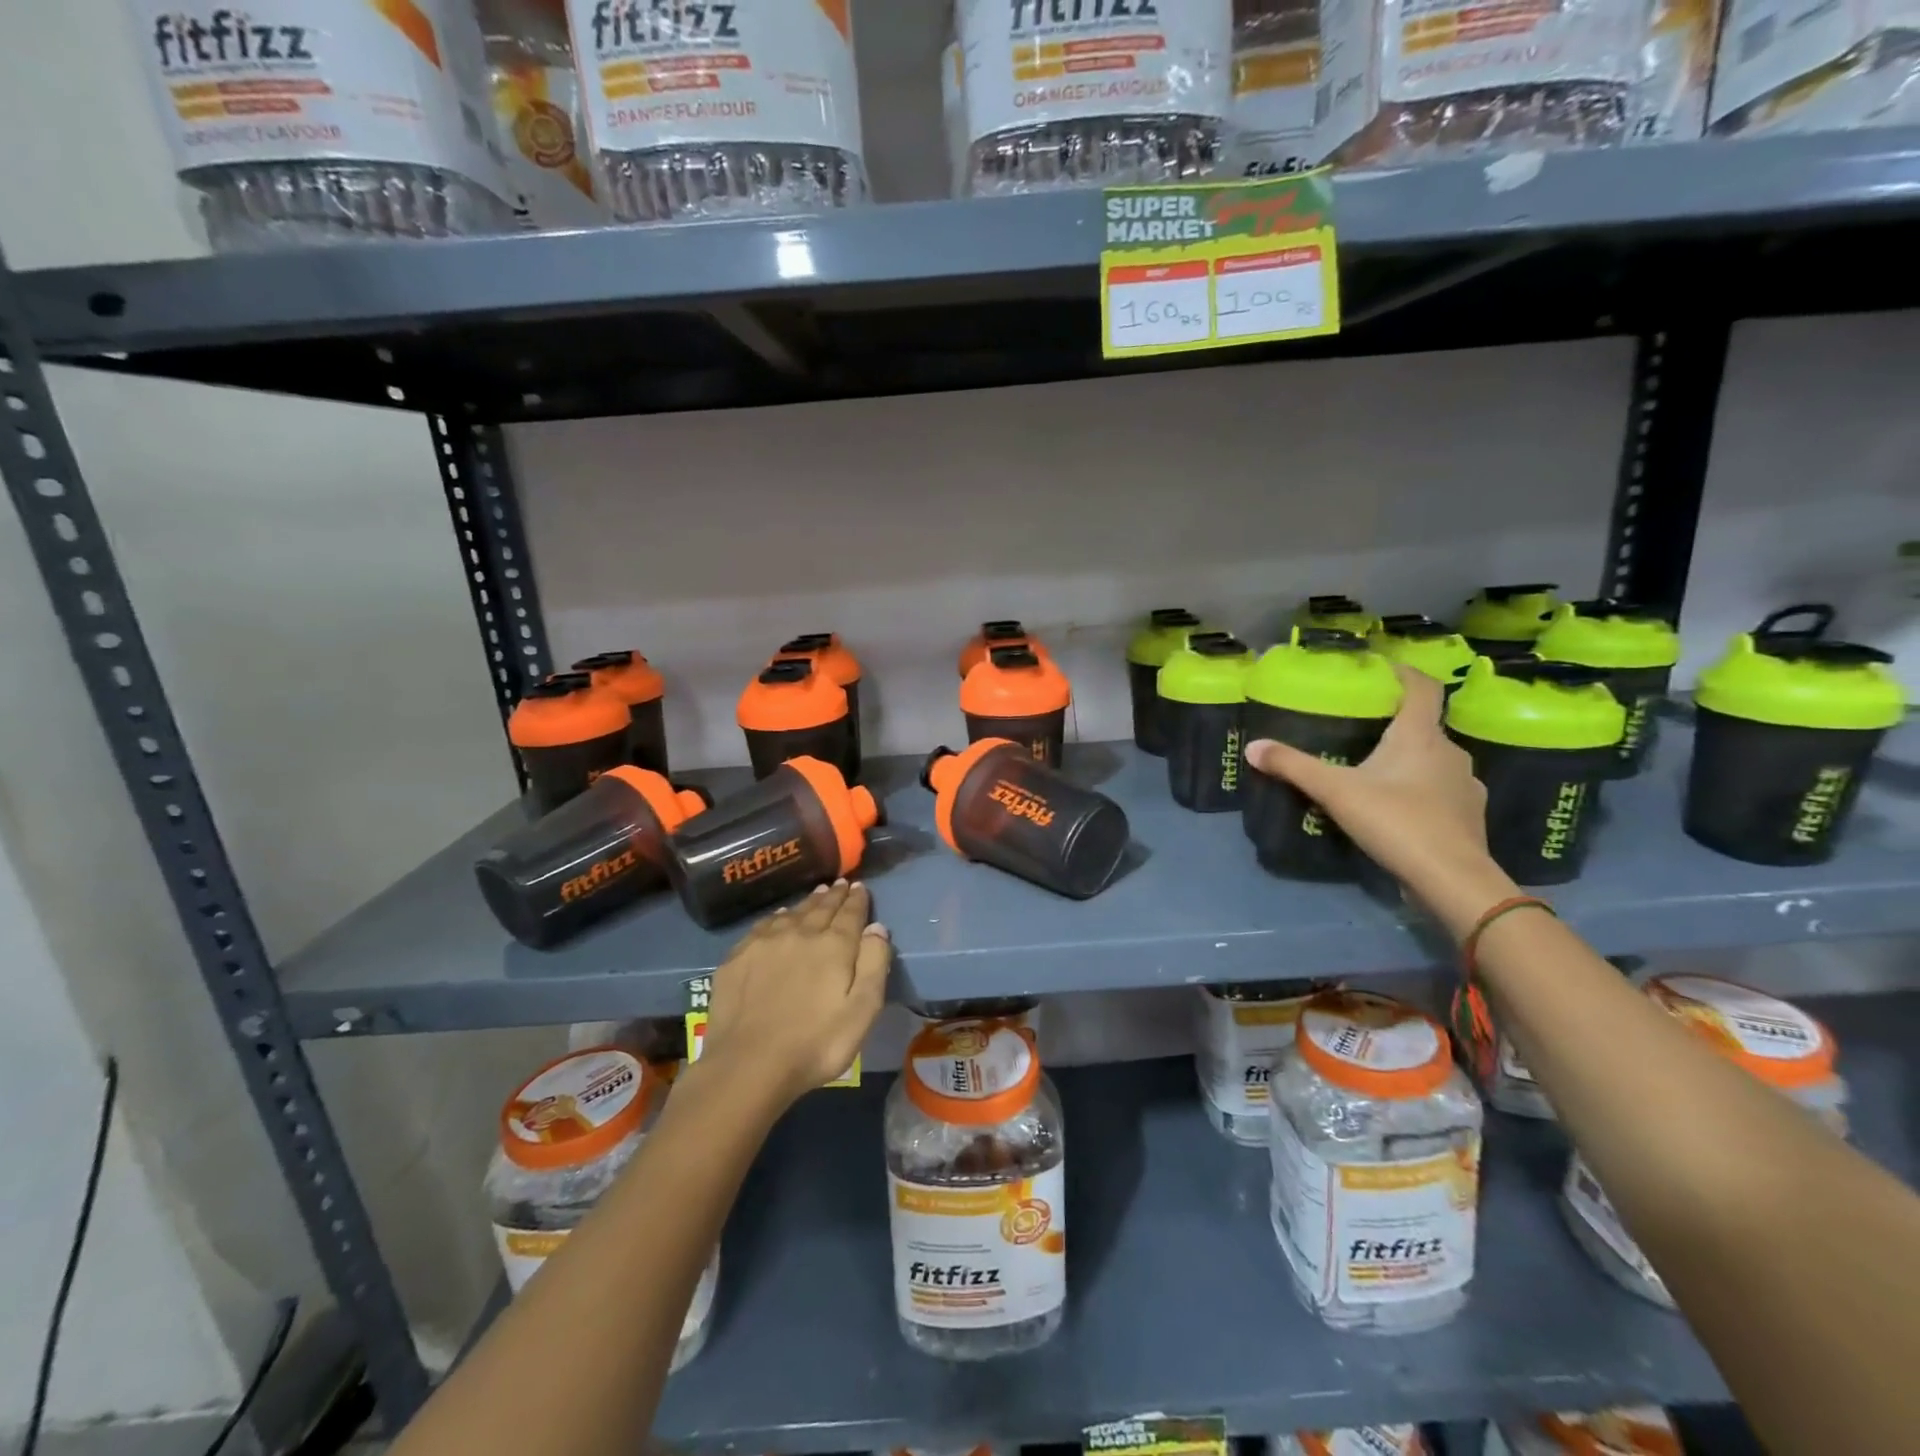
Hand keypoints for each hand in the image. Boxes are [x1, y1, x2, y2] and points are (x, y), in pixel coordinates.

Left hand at [700, 880, 890, 1104]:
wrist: (747, 1064)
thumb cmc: (815, 1044)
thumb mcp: (862, 1011)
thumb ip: (873, 964)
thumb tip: (877, 927)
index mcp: (834, 945)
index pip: (850, 913)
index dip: (857, 899)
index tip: (860, 887)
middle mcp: (800, 933)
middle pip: (821, 908)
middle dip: (833, 895)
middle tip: (840, 884)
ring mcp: (765, 943)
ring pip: (792, 913)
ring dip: (807, 903)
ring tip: (816, 895)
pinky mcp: (738, 957)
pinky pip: (763, 926)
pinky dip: (777, 917)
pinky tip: (778, 919)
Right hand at [1243, 666, 1516, 936]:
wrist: (1452, 878)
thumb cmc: (1395, 820)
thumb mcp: (1335, 791)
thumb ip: (1293, 766)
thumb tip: (1252, 747)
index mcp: (1420, 735)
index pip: (1422, 687)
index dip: (1404, 673)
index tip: (1382, 670)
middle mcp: (1450, 751)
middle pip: (1425, 726)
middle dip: (1396, 725)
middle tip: (1362, 732)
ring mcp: (1465, 784)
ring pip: (1434, 760)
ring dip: (1410, 761)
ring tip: (1377, 773)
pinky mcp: (1470, 815)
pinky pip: (1443, 791)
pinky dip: (1422, 792)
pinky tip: (1400, 809)